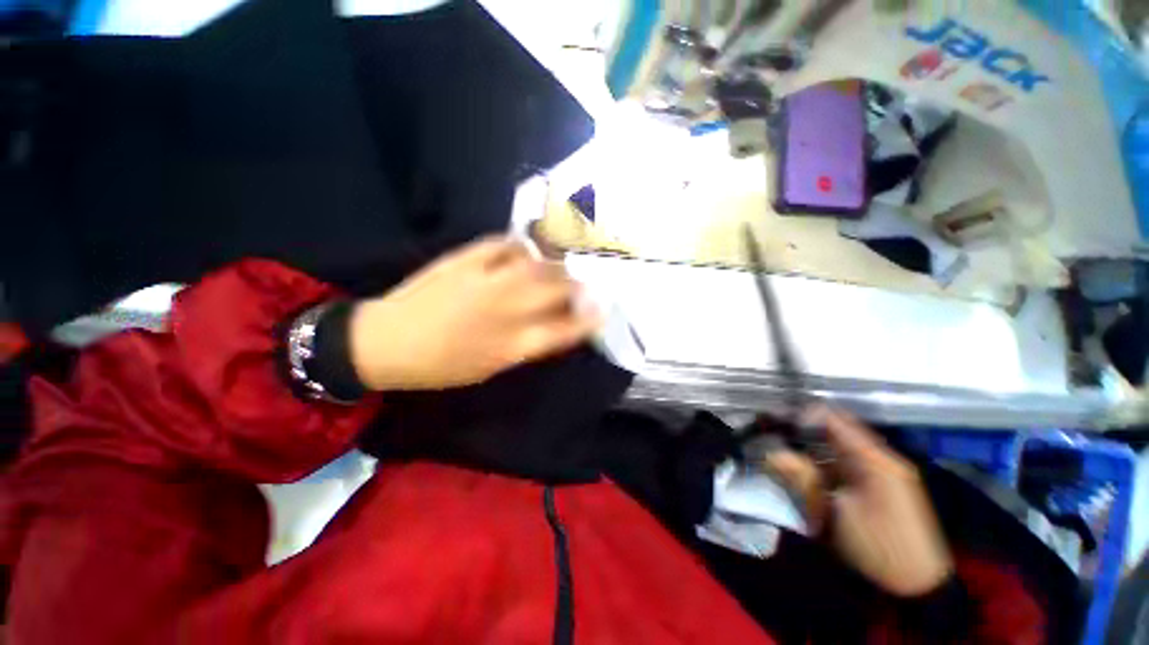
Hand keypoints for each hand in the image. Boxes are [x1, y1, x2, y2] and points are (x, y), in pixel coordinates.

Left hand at [348, 237, 600, 390]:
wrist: (385, 342)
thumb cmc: (441, 365)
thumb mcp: (490, 367)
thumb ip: (526, 345)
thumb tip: (555, 325)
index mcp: (509, 344)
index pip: (563, 330)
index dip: (588, 319)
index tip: (604, 310)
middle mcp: (503, 310)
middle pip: (555, 290)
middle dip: (578, 285)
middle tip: (585, 283)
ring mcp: (484, 280)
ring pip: (535, 264)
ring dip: (554, 263)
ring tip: (560, 265)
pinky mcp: (463, 260)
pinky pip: (502, 245)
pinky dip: (519, 245)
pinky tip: (525, 249)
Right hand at [765, 408, 953, 596]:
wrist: (918, 584)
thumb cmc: (878, 546)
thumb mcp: (835, 513)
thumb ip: (802, 478)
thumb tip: (768, 453)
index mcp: (874, 458)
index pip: (833, 419)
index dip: (801, 415)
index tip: (773, 421)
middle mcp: (879, 457)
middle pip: (835, 429)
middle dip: (803, 429)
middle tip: (773, 433)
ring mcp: (881, 470)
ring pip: (838, 445)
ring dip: (811, 445)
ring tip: (782, 448)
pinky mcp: (879, 485)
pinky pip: (845, 462)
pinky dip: (823, 460)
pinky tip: (805, 466)